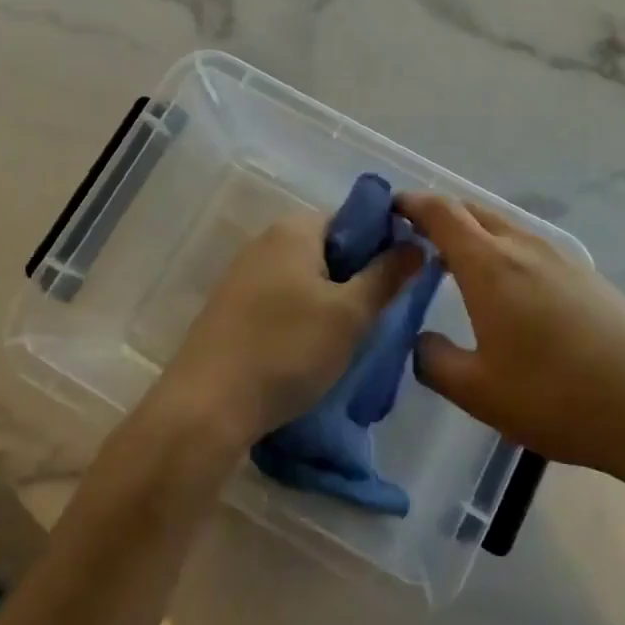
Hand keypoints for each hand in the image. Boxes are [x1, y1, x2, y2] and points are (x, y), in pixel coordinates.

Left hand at [153, 211, 420, 452]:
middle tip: (379, 313)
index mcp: (294, 229)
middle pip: (329, 247)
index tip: (401, 279)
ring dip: (332, 300)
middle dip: (358, 276)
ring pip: (306, 276)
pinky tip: (312, 349)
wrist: (207, 406)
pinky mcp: (232, 307)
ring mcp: (243, 274)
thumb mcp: (350, 315)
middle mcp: (265, 241)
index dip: (383, 243)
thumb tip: (417, 244)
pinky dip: (304, 315)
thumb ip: (386, 275)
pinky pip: (282, 298)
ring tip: (350, 336)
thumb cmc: (287, 350)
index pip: (353, 218)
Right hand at [398, 192, 624, 480]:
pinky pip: (530, 245)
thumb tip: (420, 341)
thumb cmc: (555, 397)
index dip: (412, 204)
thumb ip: (434, 361)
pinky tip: (506, 287)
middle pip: (473, 211)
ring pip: (504, 226)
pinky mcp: (585, 274)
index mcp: (489, 265)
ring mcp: (559, 257)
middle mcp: (523, 247)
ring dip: (474, 232)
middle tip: (414, 237)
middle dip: (440, 214)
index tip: (390, 209)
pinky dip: (502, 249)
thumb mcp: (478, 391)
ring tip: (455, 262)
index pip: (442, 212)